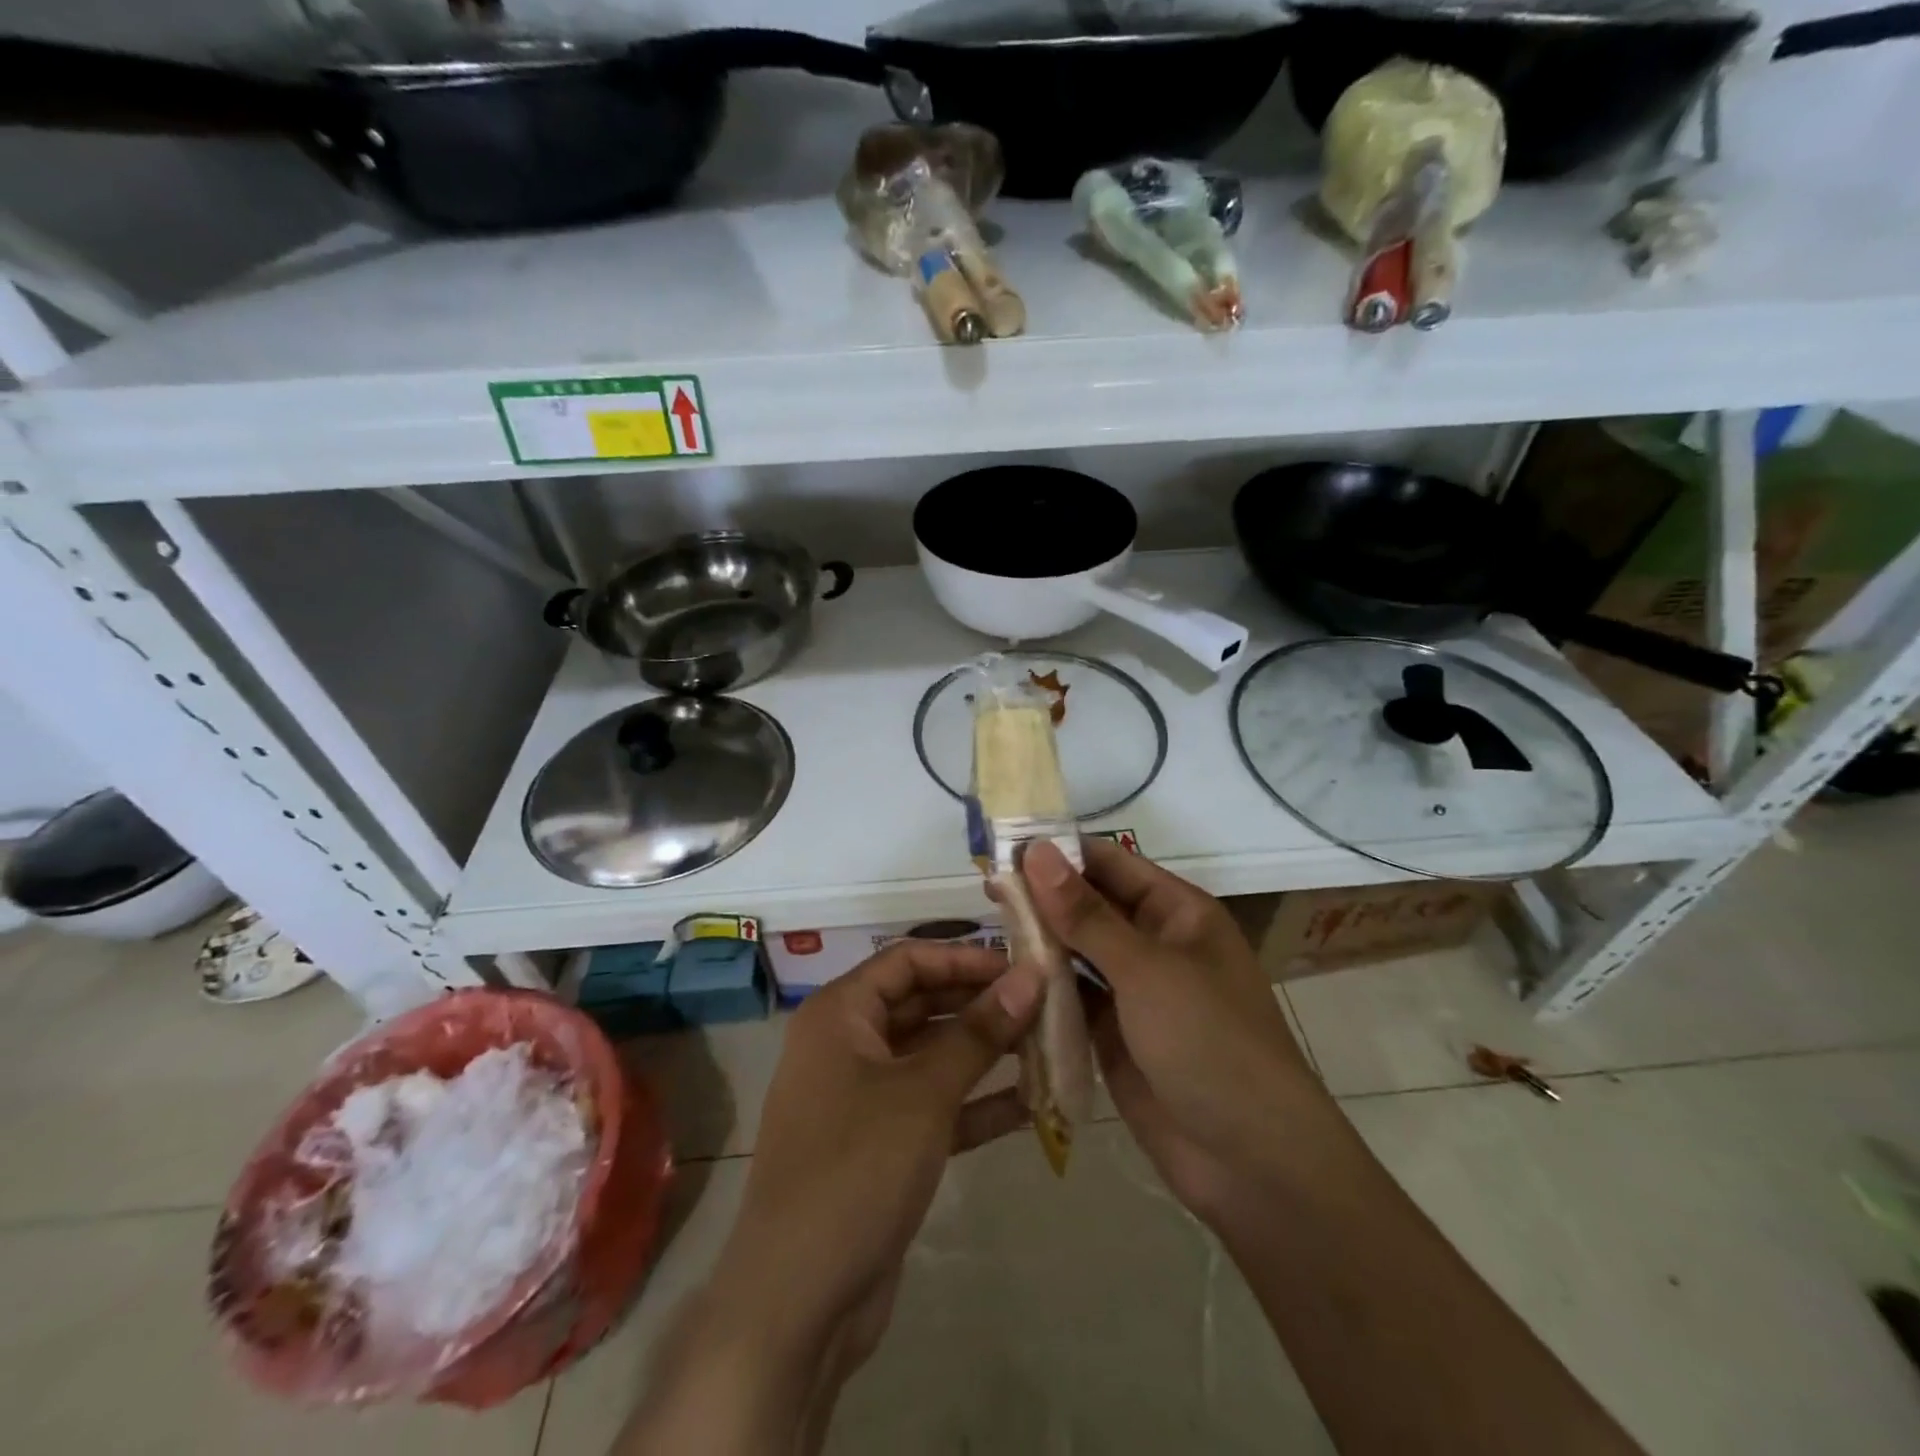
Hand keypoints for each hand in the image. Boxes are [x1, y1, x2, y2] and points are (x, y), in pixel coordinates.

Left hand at [708, 941, 1041, 1366]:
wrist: (797, 1301)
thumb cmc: (857, 1168)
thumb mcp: (925, 1092)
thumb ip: (979, 1033)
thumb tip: (1031, 977)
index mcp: (839, 1014)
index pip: (907, 960)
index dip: (964, 958)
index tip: (1021, 967)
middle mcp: (846, 1044)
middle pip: (921, 1004)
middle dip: (980, 1005)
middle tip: (1043, 1006)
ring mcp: (861, 1097)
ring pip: (930, 1056)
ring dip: (984, 1054)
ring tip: (1046, 1047)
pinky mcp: (880, 1145)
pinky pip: (932, 1106)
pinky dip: (974, 1103)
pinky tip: (1028, 1104)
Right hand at [1022, 839, 1324, 1223]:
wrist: (1252, 1164)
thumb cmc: (1210, 1043)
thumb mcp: (1147, 970)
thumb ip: (1085, 914)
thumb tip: (1035, 852)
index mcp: (1177, 912)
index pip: (1109, 863)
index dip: (1059, 853)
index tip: (1003, 846)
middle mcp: (1154, 943)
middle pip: (1089, 906)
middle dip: (1043, 897)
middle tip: (985, 890)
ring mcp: (1134, 992)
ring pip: (1077, 952)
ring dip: (1039, 942)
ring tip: (986, 929)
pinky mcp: (1114, 1035)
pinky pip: (1072, 999)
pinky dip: (1043, 989)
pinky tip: (1003, 980)